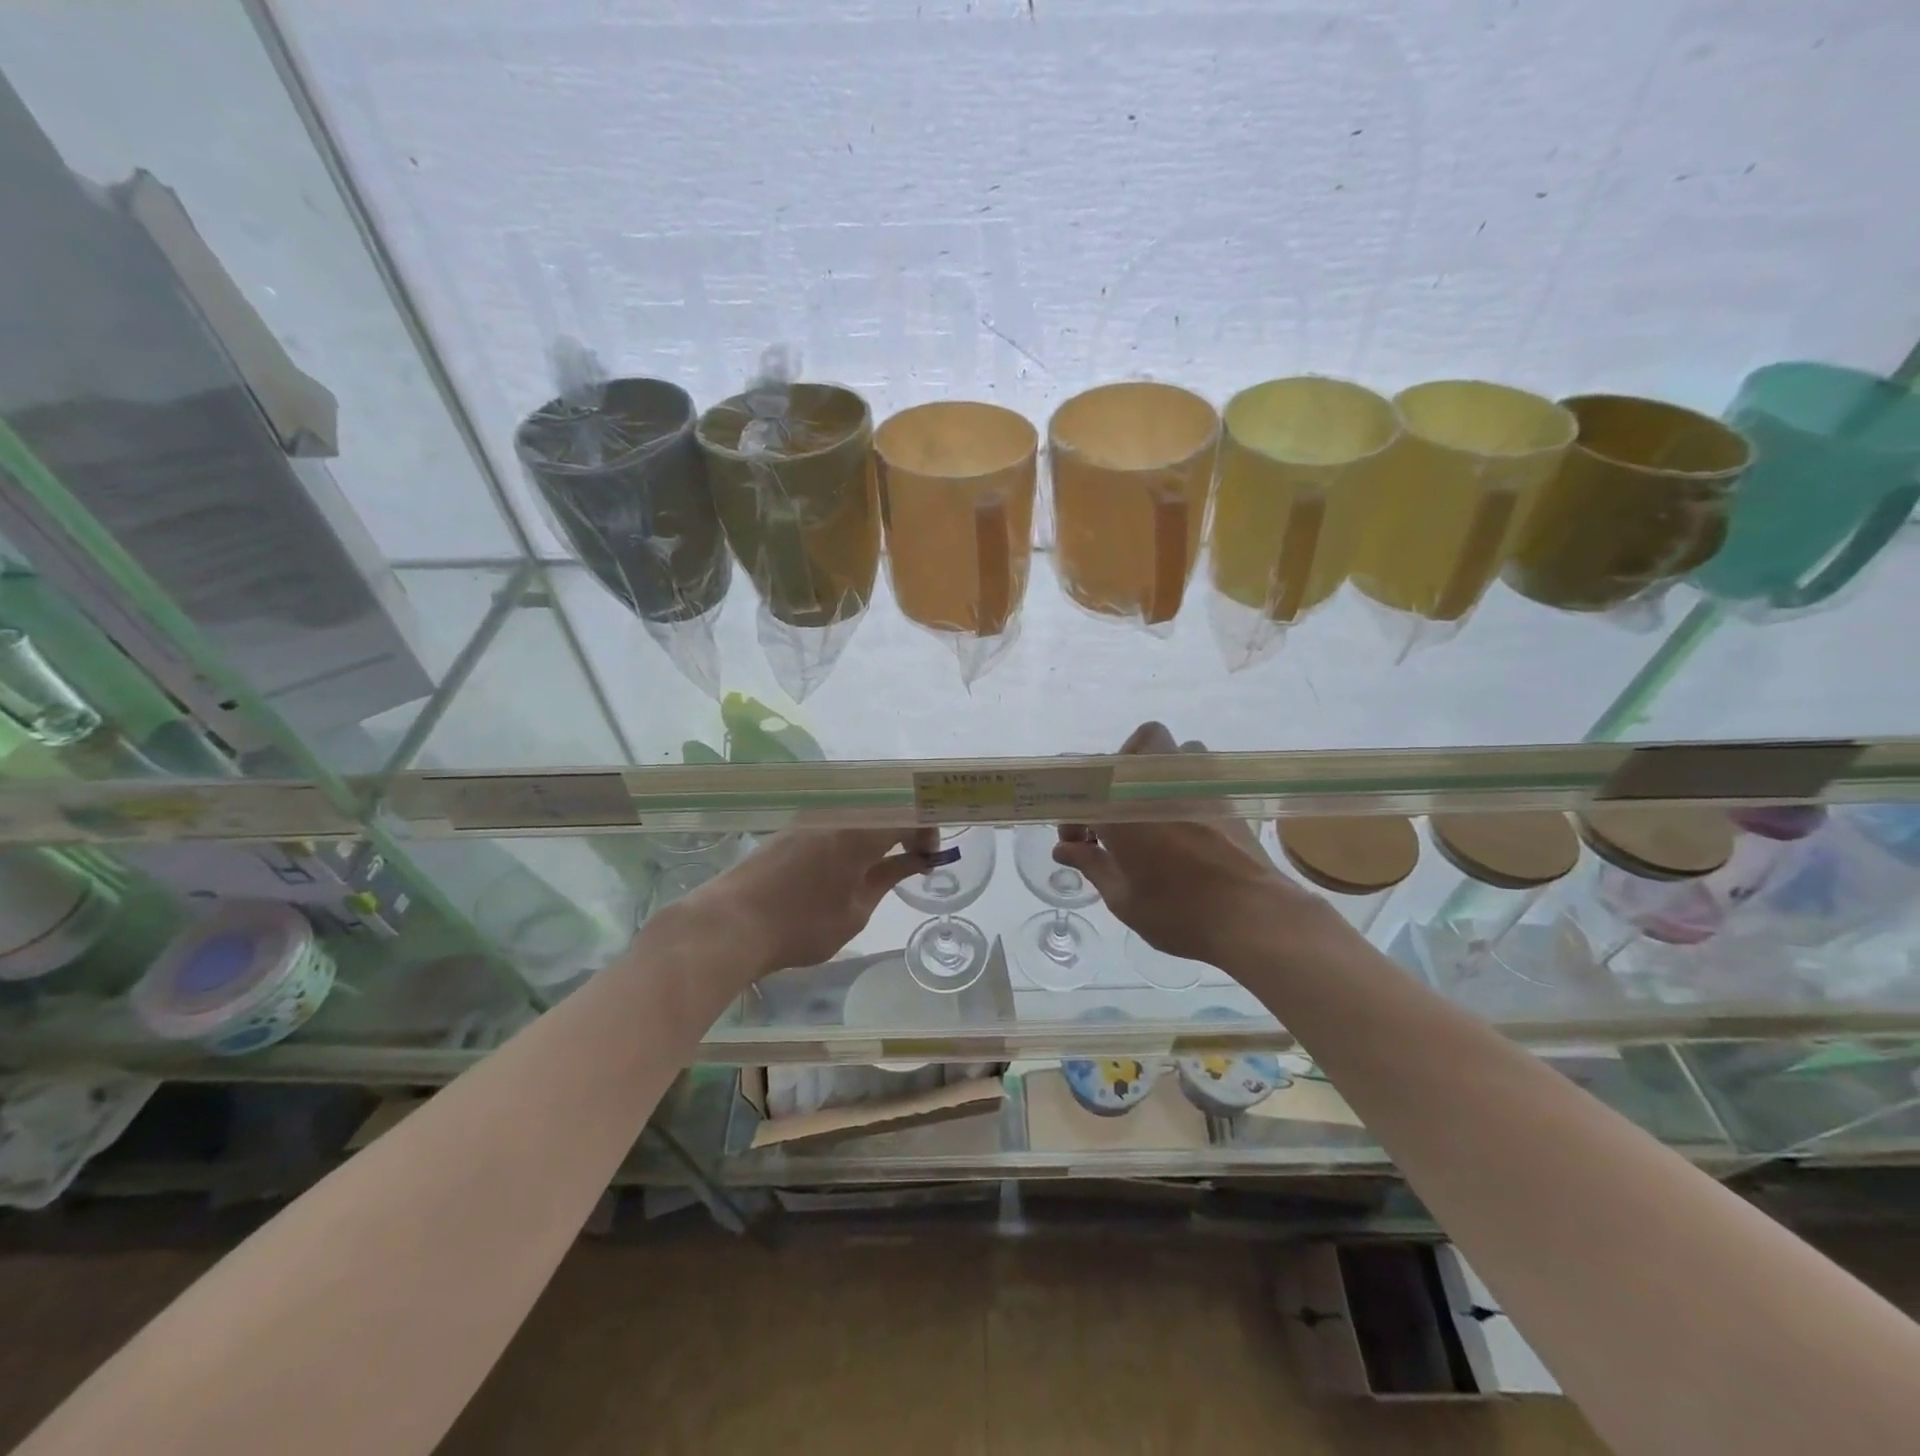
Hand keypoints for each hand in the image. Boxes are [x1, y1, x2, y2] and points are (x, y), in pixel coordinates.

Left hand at [687, 826, 939, 975]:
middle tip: (914, 857)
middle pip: (884, 807)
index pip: (907, 816)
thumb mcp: (855, 911)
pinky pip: (835, 820)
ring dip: (879, 830)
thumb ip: (888, 878)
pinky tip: (850, 862)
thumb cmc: (801, 926)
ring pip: (858, 812)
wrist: (729, 925)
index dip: (927, 831)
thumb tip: (915, 861)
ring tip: (884, 862)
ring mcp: (810, 819)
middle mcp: (836, 815)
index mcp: (859, 832)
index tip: (930, 857)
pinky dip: (854, 834)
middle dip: (906, 827)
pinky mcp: (791, 829)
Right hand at [1053, 722, 1322, 965]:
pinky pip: (1201, 770)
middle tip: (1115, 813)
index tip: (1076, 840)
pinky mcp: (1226, 795)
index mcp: (1122, 808)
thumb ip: (1092, 865)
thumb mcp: (1123, 899)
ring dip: (1156, 768)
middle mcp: (1157, 784)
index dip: (1074, 811)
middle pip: (1132, 749)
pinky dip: (1184, 784)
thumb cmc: (1178, 913)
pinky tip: (1182, 820)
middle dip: (1116, 775)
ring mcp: (1197, 784)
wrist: (1253, 917)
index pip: (1085, 785)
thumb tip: (1064, 849)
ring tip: (1151, 807)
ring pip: (1174, 749)